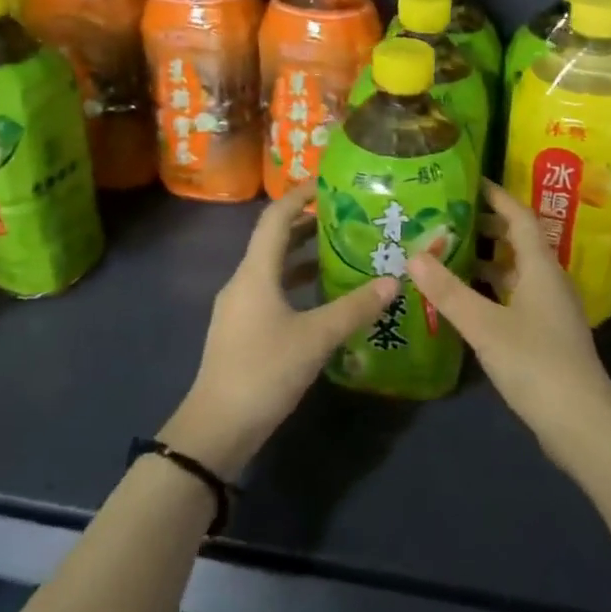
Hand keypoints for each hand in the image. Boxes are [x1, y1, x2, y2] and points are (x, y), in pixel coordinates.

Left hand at [162, 181, 396, 478]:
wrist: (216, 429)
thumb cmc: (264, 371)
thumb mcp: (316, 338)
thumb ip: (354, 307)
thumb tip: (393, 281)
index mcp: (255, 272)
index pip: (276, 218)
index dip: (300, 195)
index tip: (329, 182)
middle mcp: (244, 282)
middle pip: (275, 240)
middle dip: (309, 224)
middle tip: (349, 216)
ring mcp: (241, 307)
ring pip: (275, 268)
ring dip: (306, 255)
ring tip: (344, 250)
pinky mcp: (244, 330)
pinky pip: (274, 291)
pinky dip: (298, 284)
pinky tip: (325, 297)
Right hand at [408, 180, 610, 473]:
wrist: (582, 424)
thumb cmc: (536, 364)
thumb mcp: (485, 326)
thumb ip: (448, 291)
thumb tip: (414, 255)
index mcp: (541, 267)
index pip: (520, 216)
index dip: (497, 196)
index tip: (469, 181)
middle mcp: (549, 281)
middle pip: (518, 241)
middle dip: (486, 226)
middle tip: (448, 218)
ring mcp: (550, 309)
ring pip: (516, 271)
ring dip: (487, 260)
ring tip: (448, 254)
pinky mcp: (546, 334)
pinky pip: (515, 296)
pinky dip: (491, 289)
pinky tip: (466, 301)